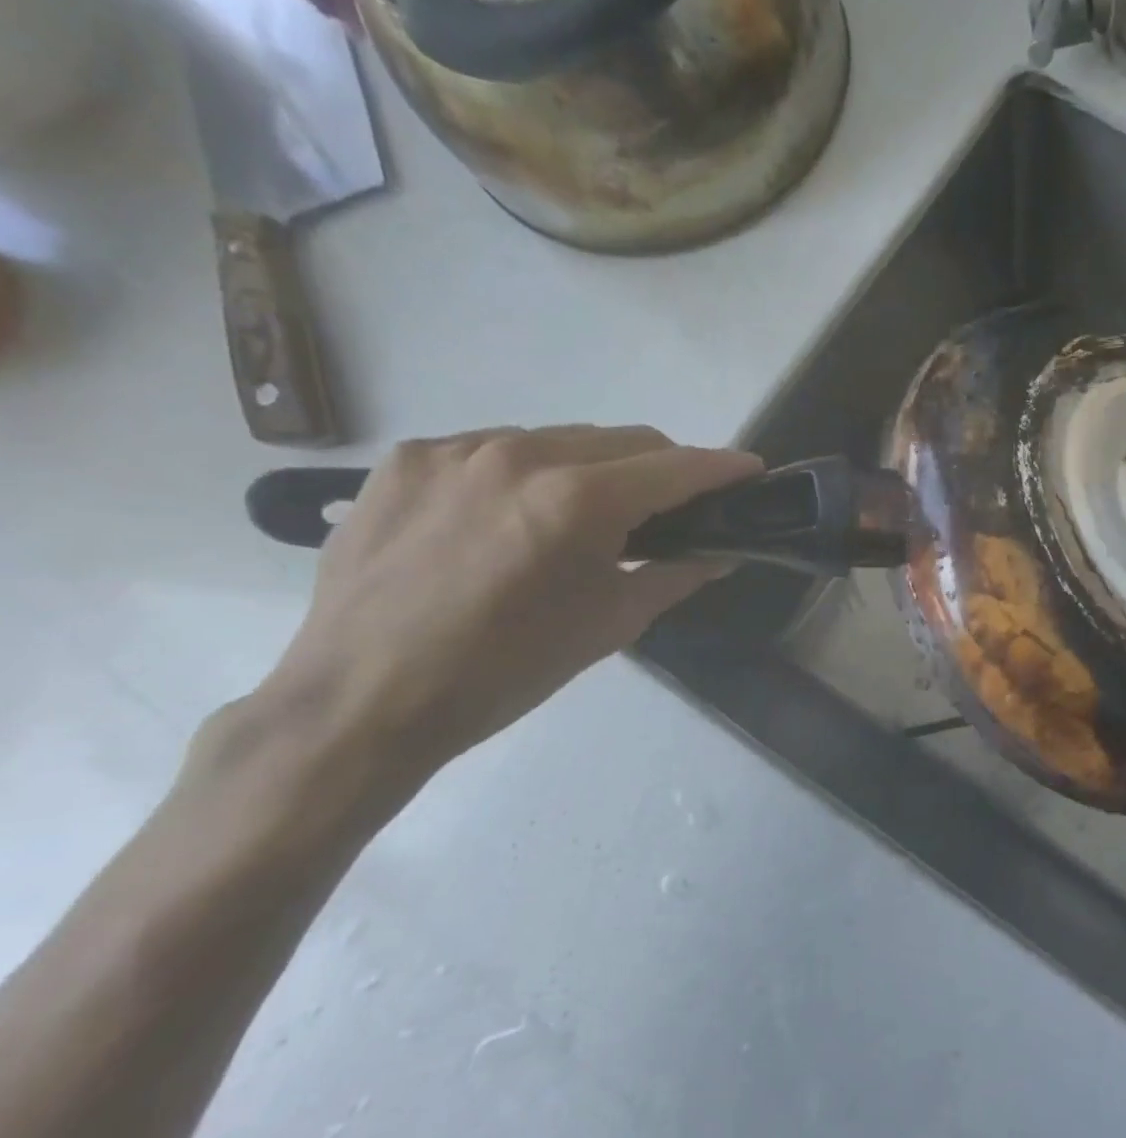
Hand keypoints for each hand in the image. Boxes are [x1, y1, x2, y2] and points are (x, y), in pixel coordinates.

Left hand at [258, 425, 760, 806]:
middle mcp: (519, 454)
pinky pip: (496, 448)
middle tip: (671, 509)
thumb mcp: (609, 625)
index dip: (722, 467)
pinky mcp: (409, 458)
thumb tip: (720, 552)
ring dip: (594, 468)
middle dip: (662, 468)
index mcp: (576, 501)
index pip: (674, 467)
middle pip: (624, 440)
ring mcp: (457, 449)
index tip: (751, 470)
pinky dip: (527, 473)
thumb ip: (675, 575)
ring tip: (583, 518)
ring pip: (561, 438)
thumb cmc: (506, 672)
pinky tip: (513, 516)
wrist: (363, 700)